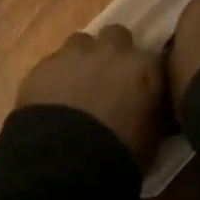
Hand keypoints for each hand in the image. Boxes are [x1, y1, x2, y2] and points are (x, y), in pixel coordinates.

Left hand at [16, 26, 166, 166]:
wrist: (64, 164)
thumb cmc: (119, 156)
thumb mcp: (151, 139)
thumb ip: (152, 113)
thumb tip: (150, 110)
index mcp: (144, 67)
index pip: (155, 59)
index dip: (147, 75)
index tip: (143, 91)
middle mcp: (112, 50)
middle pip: (116, 36)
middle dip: (114, 53)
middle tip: (109, 80)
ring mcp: (75, 53)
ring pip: (81, 42)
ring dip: (83, 59)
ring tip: (77, 87)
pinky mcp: (44, 64)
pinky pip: (53, 62)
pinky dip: (56, 76)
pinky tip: (52, 99)